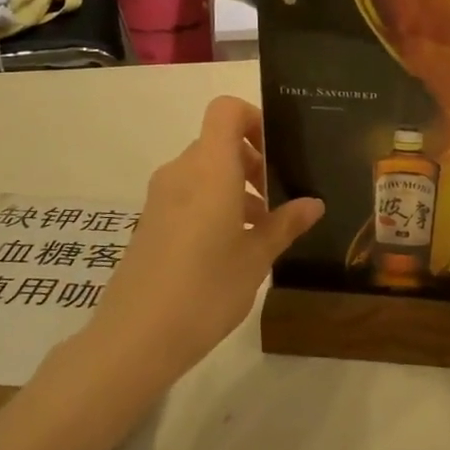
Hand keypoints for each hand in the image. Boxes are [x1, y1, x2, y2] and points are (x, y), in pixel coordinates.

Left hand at [94, 96, 321, 375]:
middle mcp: (181, 172)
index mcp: (210, 168)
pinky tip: (232, 247)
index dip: (254, 118)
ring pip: (204, 171)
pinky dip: (213, 204)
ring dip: (235, 186)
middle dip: (253, 161)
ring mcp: (160, 197)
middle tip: (279, 197)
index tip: (278, 151)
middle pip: (218, 142)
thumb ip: (285, 224)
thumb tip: (313, 203)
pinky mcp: (150, 222)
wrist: (136, 338)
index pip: (226, 110)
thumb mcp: (257, 258)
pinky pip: (188, 194)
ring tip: (262, 229)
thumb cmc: (206, 289)